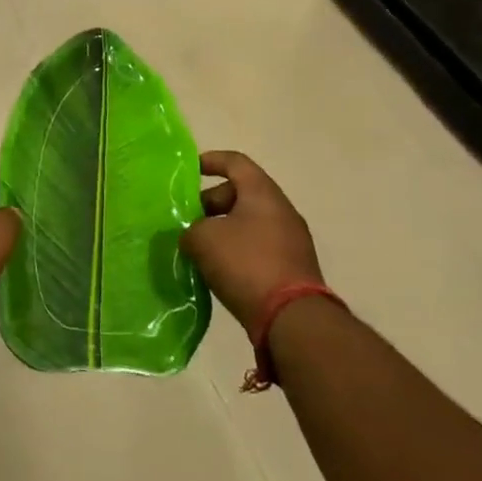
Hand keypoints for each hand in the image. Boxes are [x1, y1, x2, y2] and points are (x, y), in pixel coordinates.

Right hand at [179, 151, 323, 328]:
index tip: (189, 172)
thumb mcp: (204, 239)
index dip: (210, 161)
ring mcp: (291, 240)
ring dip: (223, 230)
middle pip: (241, 193)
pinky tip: (219, 271)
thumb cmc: (246, 263)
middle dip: (211, 203)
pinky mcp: (293, 268)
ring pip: (249, 223)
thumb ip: (191, 229)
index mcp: (262, 192)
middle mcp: (281, 210)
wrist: (293, 319)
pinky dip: (238, 251)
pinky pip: (259, 247)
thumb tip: (193, 235)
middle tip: (189, 220)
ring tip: (199, 249)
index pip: (235, 162)